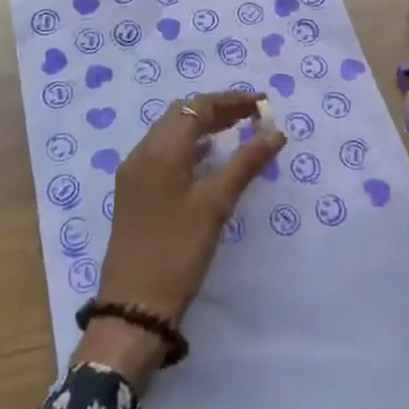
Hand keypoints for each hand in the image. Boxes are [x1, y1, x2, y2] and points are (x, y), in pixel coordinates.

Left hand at [72, 90, 285, 386]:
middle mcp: (142, 153)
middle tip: (252, 116)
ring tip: (237, 131)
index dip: (231, 101)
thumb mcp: (216, 205)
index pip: (197, 107)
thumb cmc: (178, 251)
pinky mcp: (134, 192)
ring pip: (170, 133)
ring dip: (202, 127)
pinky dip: (188, 146)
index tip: (262, 103)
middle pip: (181, 115)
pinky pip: (163, 152)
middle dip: (217, 110)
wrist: (134, 307)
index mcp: (160, 150)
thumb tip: (275, 131)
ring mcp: (134, 173)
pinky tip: (208, 159)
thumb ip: (245, 163)